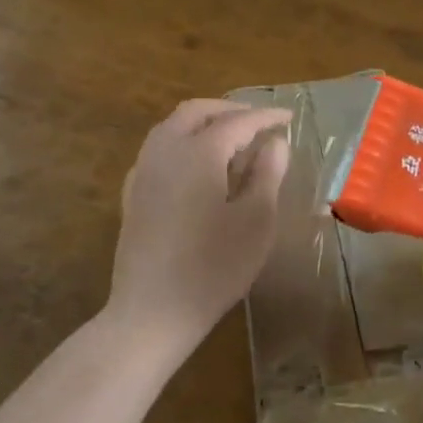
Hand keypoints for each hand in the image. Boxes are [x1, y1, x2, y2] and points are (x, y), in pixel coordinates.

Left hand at [107, 100, 291, 357]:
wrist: (153, 311)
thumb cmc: (214, 266)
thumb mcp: (256, 220)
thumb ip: (267, 174)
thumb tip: (275, 143)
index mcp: (198, 152)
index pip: (238, 122)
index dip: (266, 117)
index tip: (289, 117)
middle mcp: (165, 151)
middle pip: (196, 112)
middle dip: (230, 111)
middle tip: (258, 121)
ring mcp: (144, 172)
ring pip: (172, 127)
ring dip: (203, 123)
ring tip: (232, 140)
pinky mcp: (133, 194)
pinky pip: (158, 150)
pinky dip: (183, 143)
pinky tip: (197, 167)